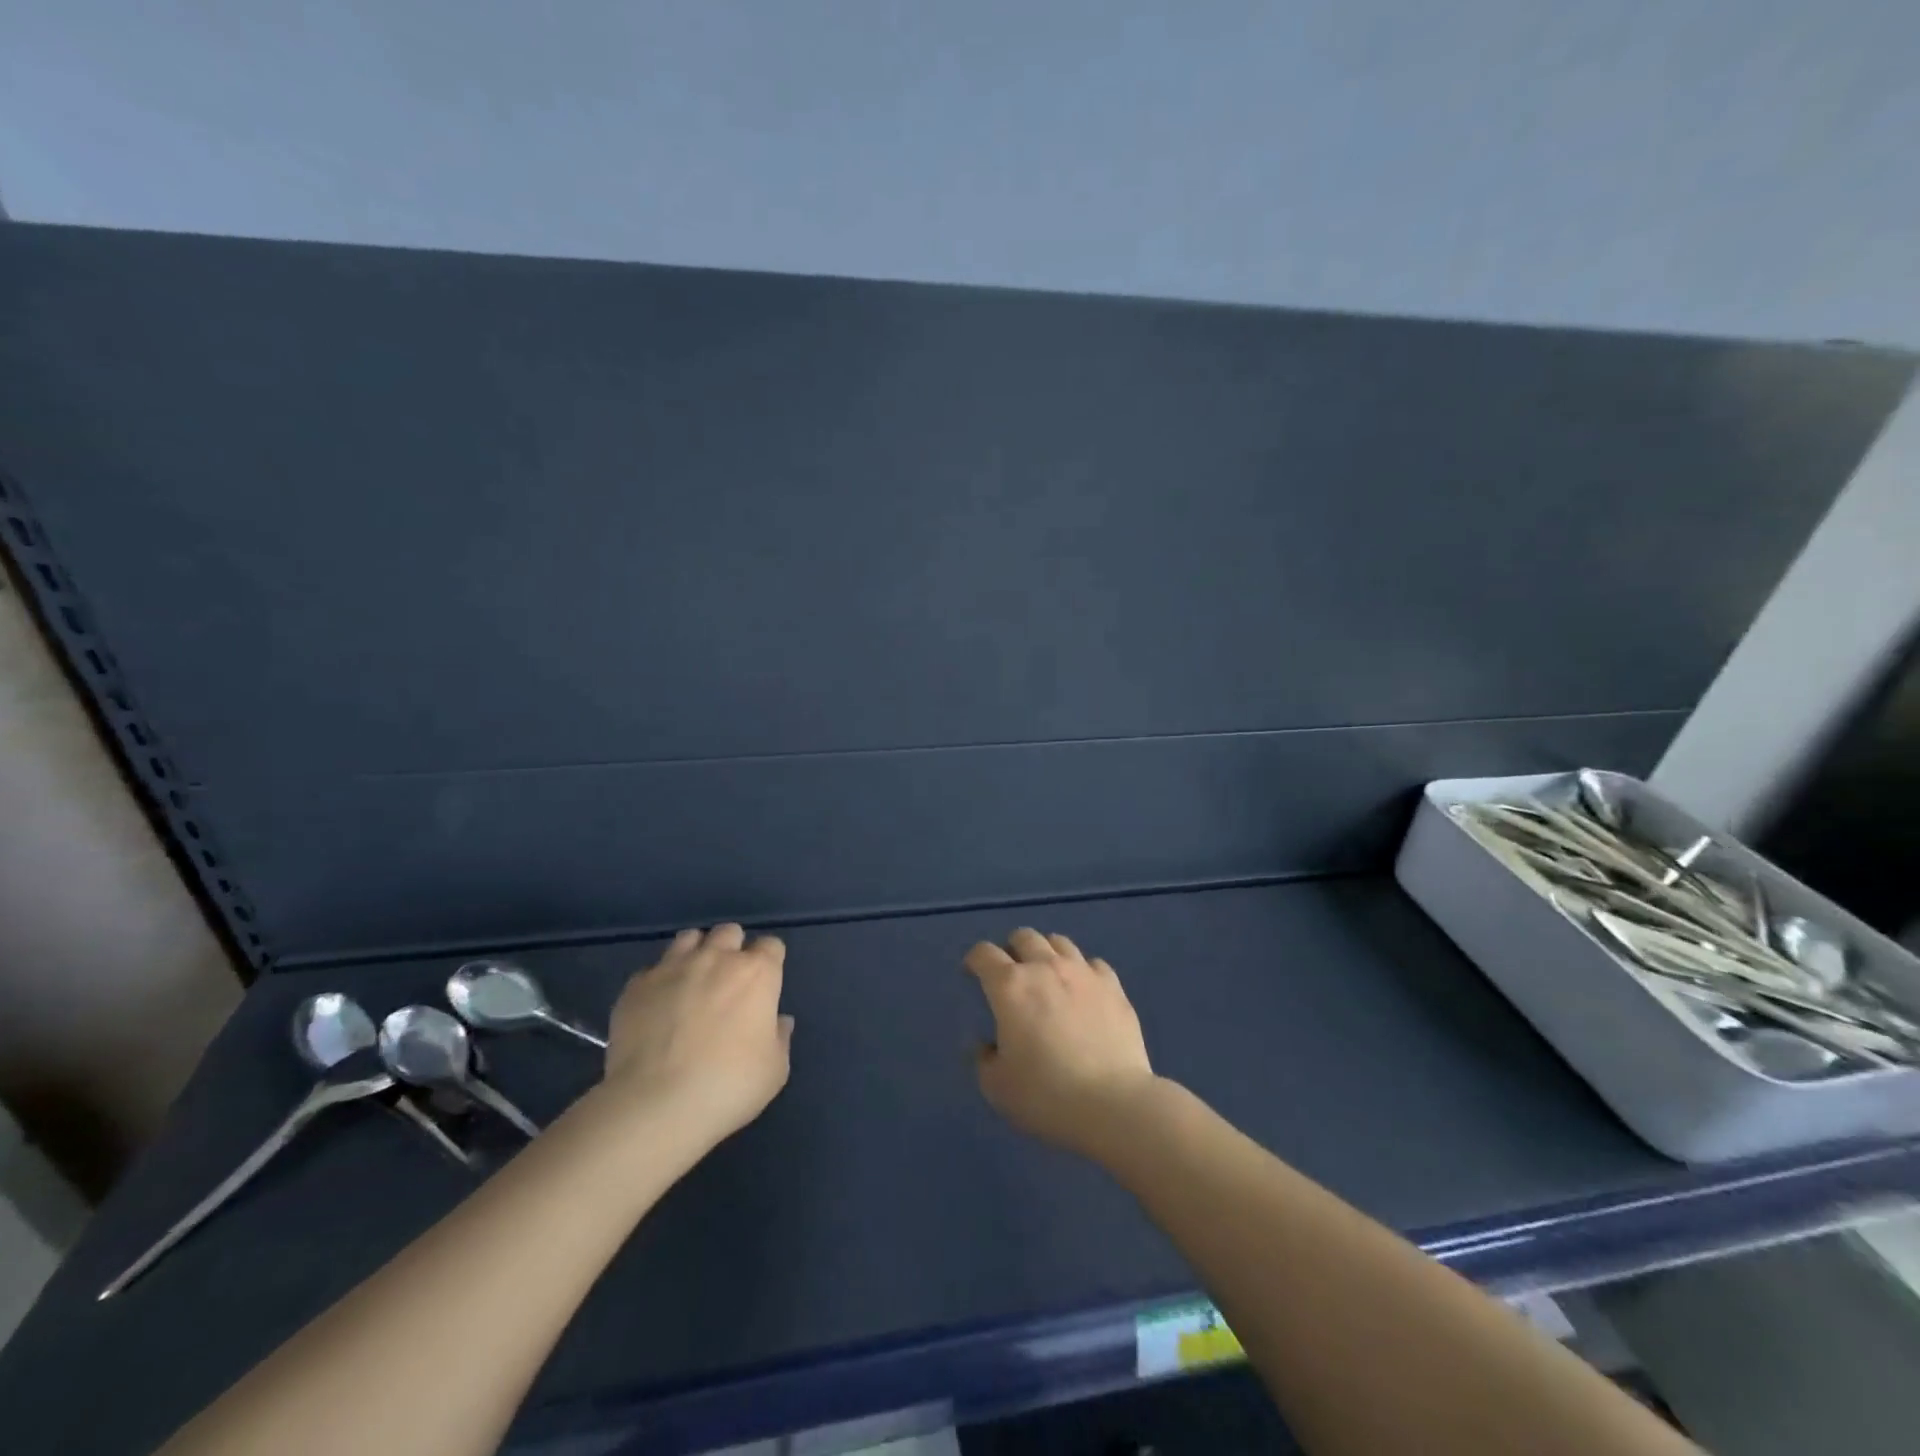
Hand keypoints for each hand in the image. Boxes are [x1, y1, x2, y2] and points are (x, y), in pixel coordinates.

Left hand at [602, 923, 793, 1146]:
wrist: (656, 1103)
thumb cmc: (728, 1085)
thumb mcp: (774, 1070)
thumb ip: (780, 1037)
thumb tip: (779, 1021)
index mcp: (757, 973)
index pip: (771, 946)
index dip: (769, 962)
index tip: (764, 985)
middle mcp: (717, 958)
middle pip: (729, 932)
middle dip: (732, 949)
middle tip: (727, 981)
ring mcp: (673, 967)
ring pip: (689, 938)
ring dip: (695, 954)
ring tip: (691, 983)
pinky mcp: (637, 985)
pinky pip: (652, 969)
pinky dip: (659, 981)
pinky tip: (657, 1007)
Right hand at [965, 928, 1157, 1159]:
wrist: (1112, 1103)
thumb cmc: (1046, 1095)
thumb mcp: (997, 1087)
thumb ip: (984, 1059)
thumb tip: (988, 1045)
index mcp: (1010, 986)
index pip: (984, 954)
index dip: (974, 960)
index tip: (972, 973)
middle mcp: (1045, 967)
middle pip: (1024, 937)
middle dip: (1012, 949)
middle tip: (1011, 974)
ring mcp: (1083, 973)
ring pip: (1059, 942)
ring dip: (1046, 953)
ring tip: (1047, 976)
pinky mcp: (1113, 986)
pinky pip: (1093, 964)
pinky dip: (1082, 971)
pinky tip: (1083, 991)